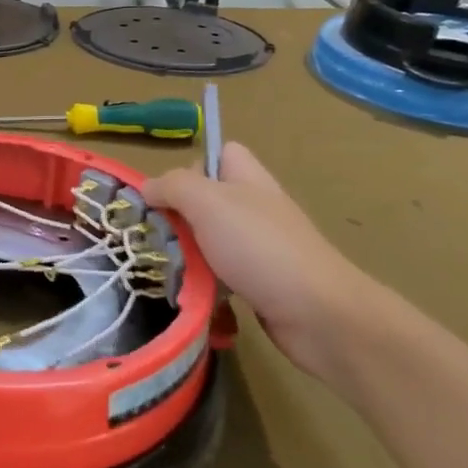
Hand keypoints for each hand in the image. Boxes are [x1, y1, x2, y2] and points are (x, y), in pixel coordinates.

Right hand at [145, 144, 378, 390]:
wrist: (318, 314)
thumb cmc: (260, 247)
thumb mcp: (208, 203)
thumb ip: (173, 187)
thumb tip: (148, 188)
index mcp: (248, 179)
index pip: (222, 153)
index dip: (194, 164)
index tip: (171, 191)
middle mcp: (255, 208)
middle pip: (208, 199)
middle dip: (179, 215)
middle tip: (159, 234)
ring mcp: (260, 247)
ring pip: (210, 239)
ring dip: (187, 253)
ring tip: (167, 268)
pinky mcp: (260, 283)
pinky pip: (221, 274)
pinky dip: (204, 283)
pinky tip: (191, 293)